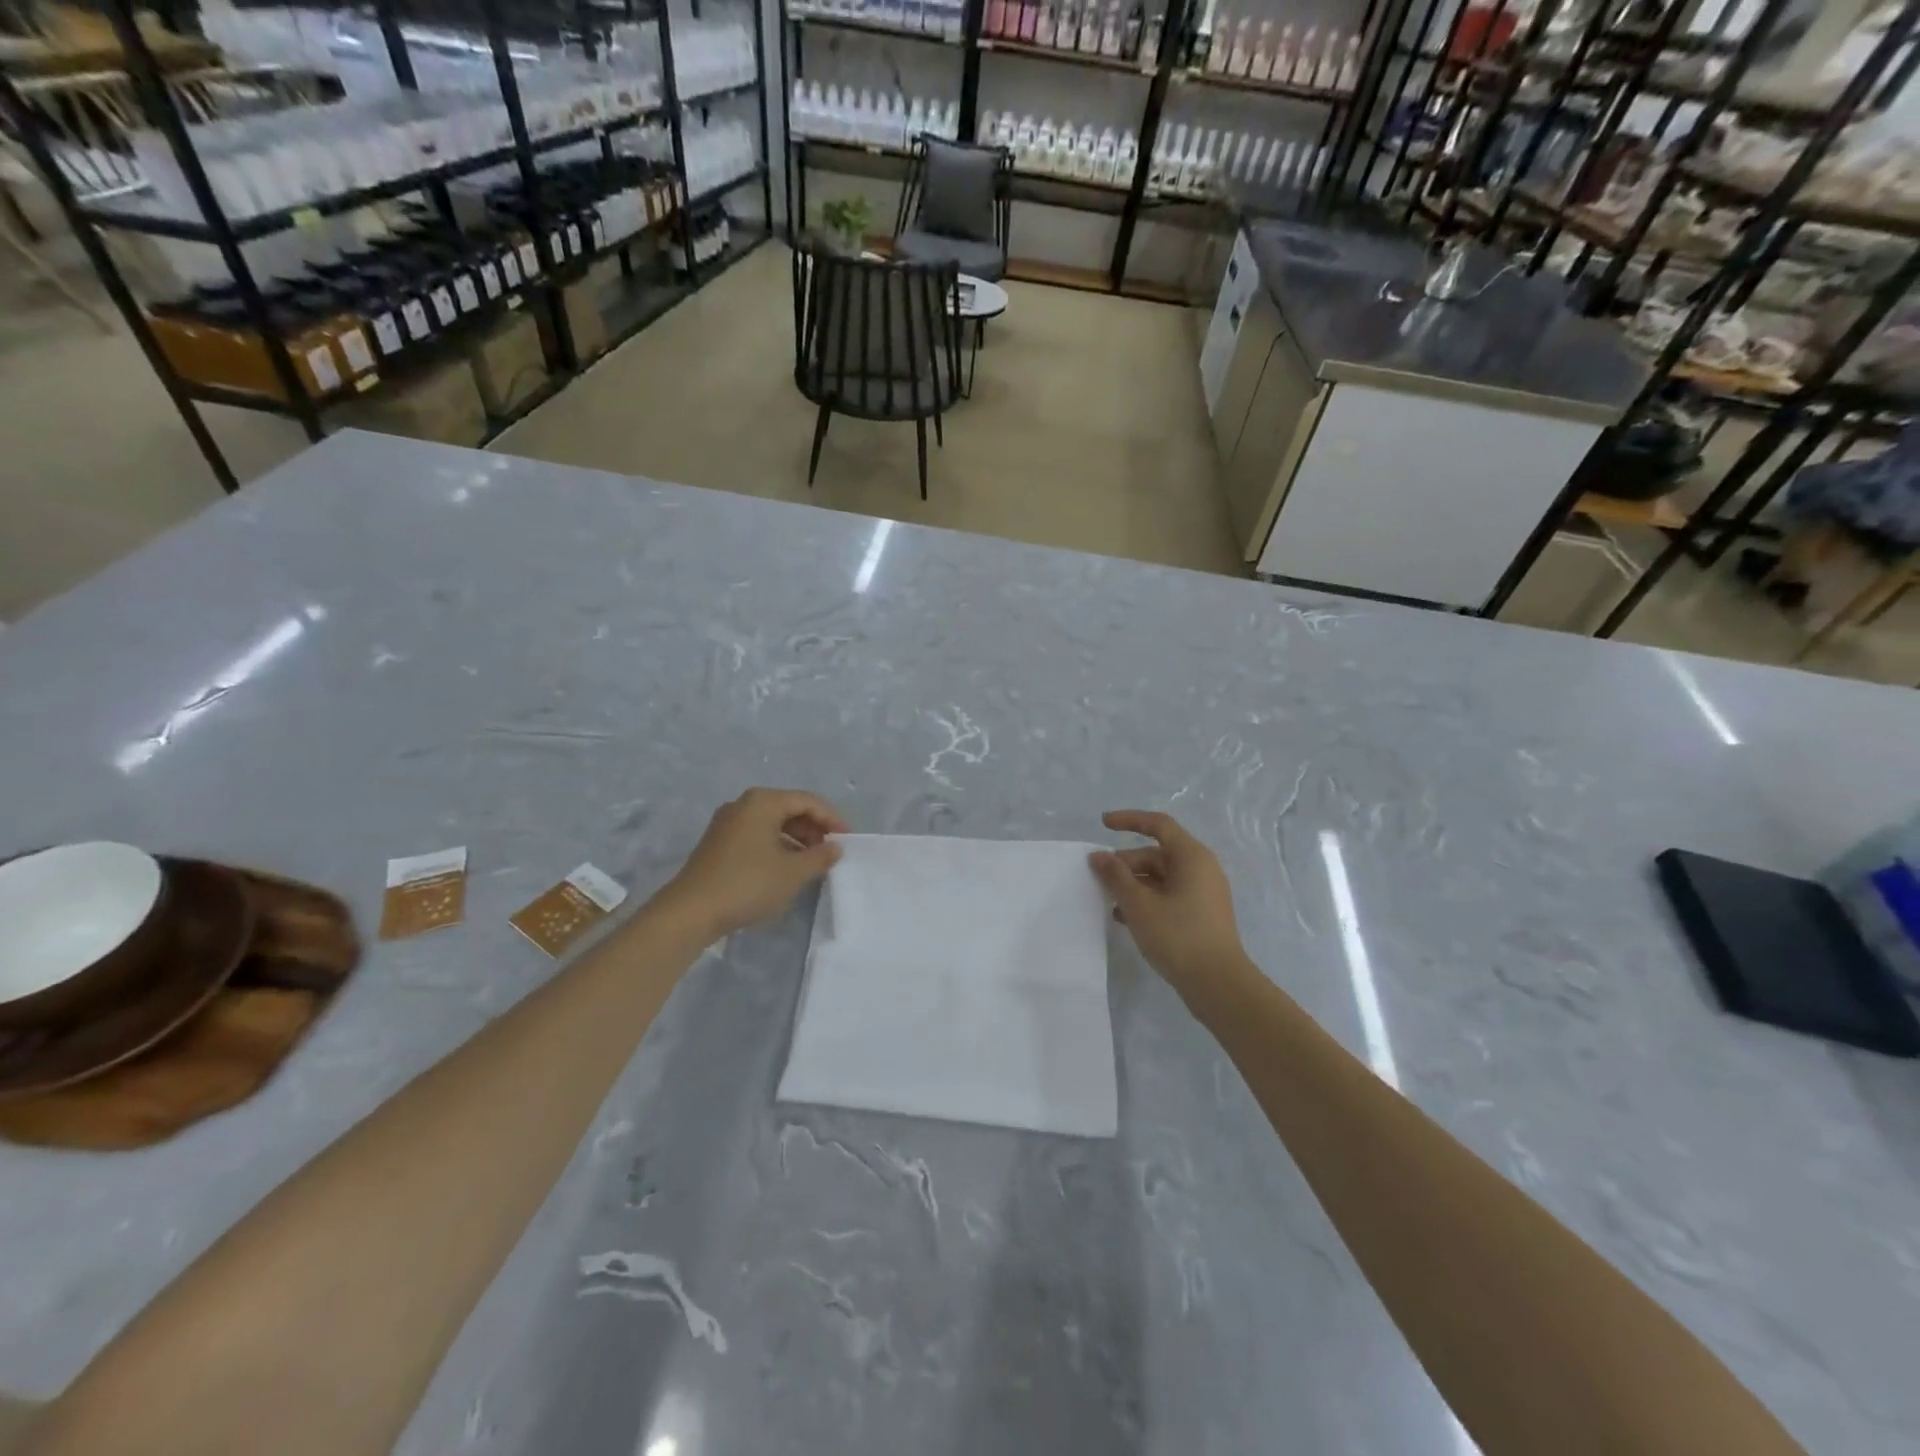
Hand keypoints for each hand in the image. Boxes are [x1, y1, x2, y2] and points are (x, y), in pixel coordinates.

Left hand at [660, 789, 847, 937]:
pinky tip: (785, 869)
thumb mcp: (793, 872)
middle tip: (831, 851)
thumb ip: (820, 856)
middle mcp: (744, 804)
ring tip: (812, 863)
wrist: (690, 912)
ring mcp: (727, 823)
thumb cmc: (748, 884)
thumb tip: (835, 847)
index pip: (808, 801)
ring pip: (772, 823)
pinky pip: (757, 835)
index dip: (832, 818)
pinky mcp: (718, 843)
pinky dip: (777, 846)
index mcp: (763, 801)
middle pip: (789, 808)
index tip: (847, 840)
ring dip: (796, 839)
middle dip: (814, 828)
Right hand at [1090, 810, 1247, 993]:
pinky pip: (1168, 896)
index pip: (1158, 825)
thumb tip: (1098, 856)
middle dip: (1126, 863)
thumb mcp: (1139, 904)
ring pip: (1161, 877)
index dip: (1129, 820)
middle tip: (1099, 878)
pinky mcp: (1201, 915)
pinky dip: (1146, 900)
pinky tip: (1125, 919)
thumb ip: (1116, 876)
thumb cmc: (1178, 935)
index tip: (1103, 825)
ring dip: (1133, 885)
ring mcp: (1203, 893)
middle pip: (1157, 853)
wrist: (1218, 984)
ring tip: (1109, 902)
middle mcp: (1201, 869)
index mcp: (1192, 857)